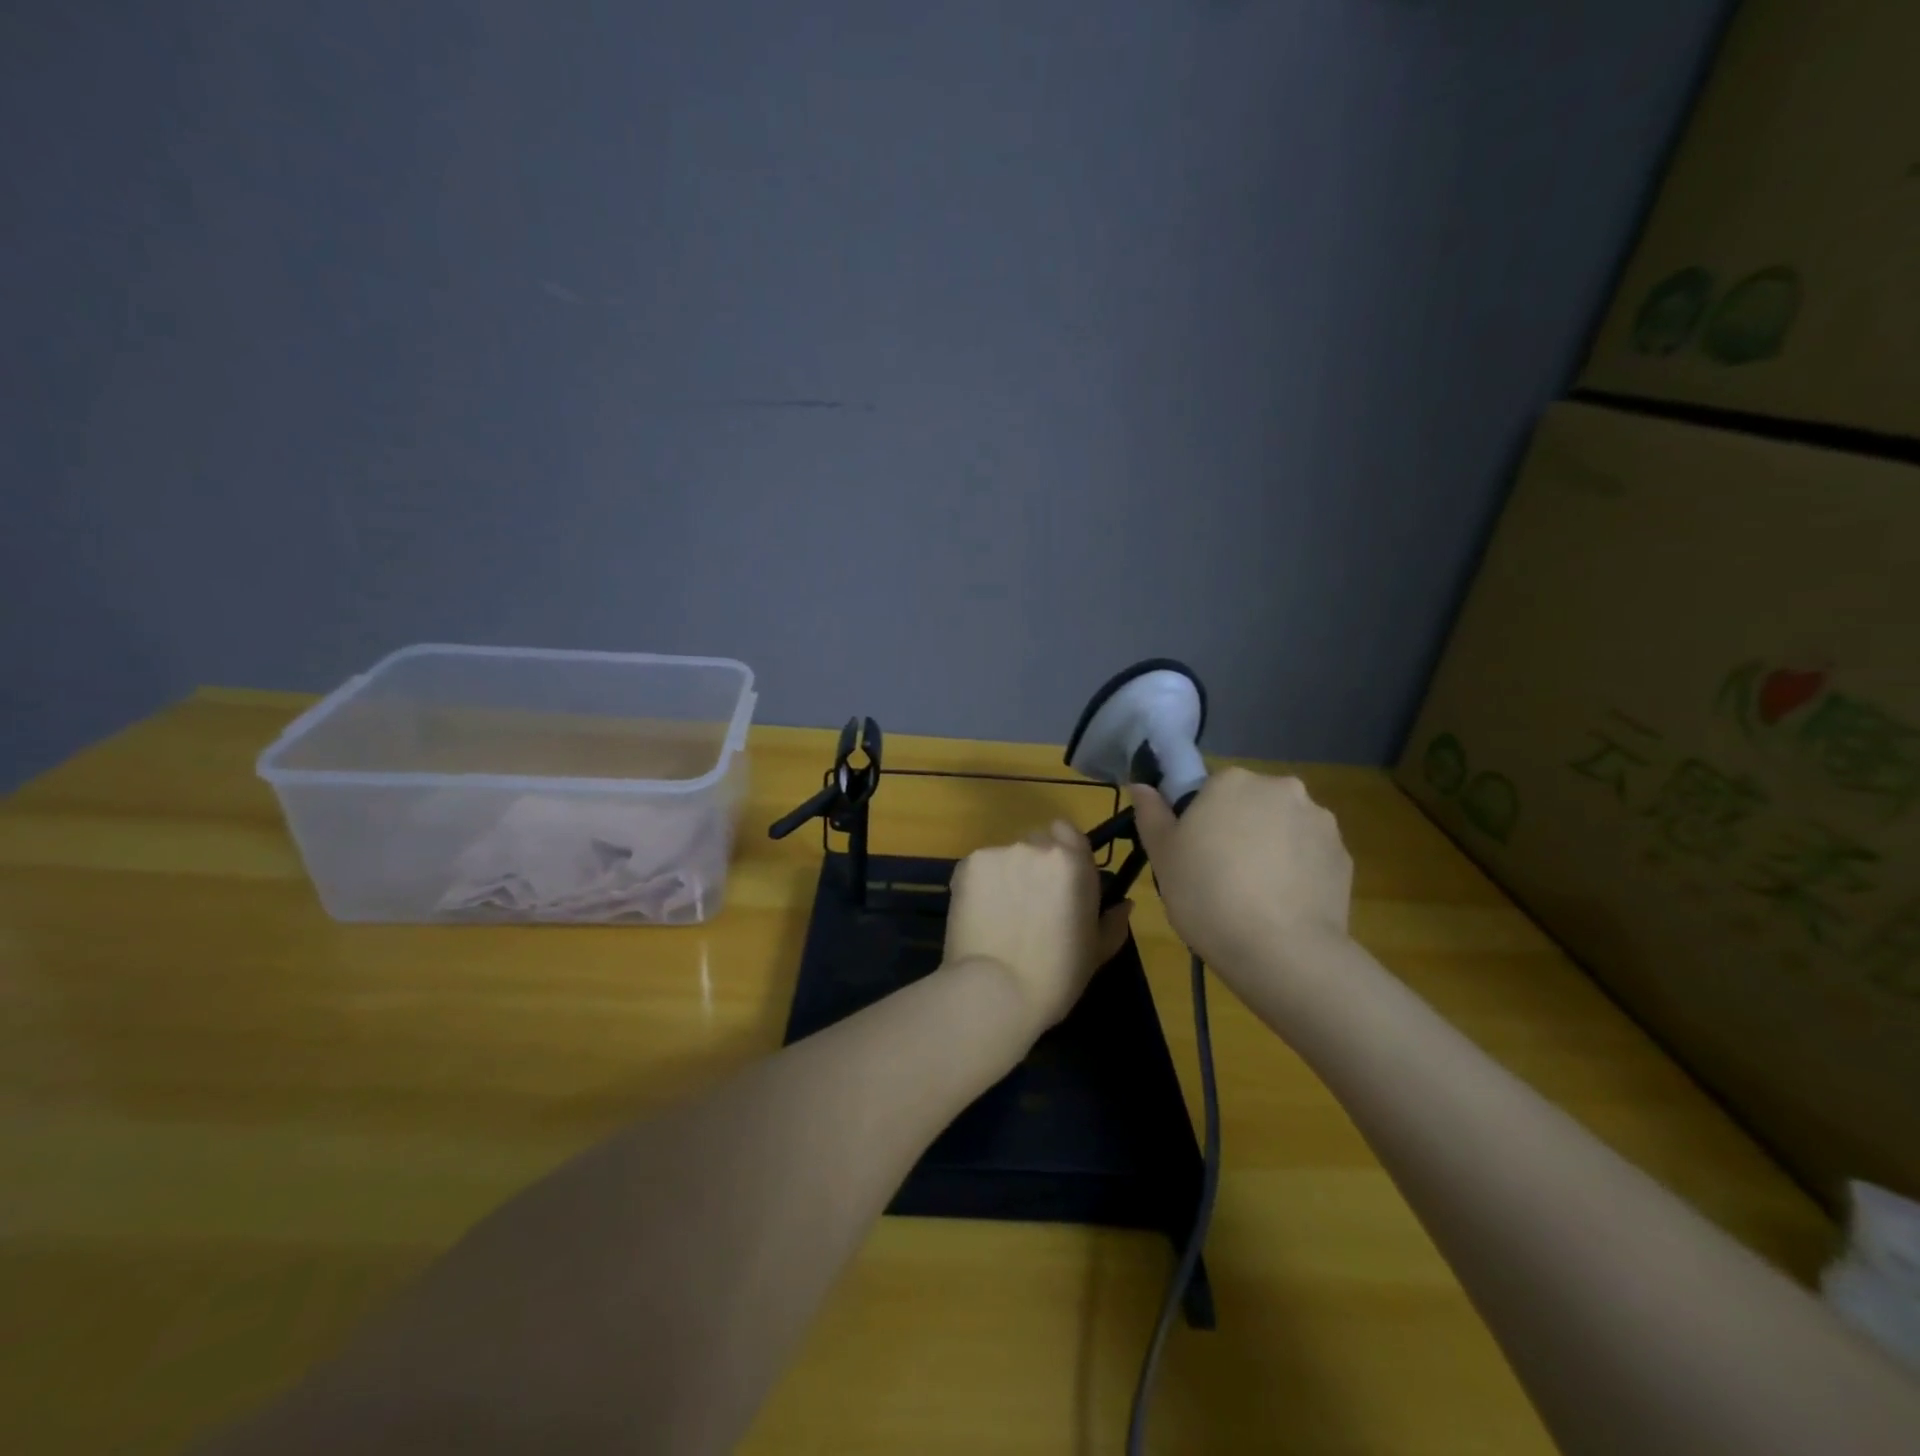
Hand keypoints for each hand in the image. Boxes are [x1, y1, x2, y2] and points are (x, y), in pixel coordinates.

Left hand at [944, 821, 1134, 1030]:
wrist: (996, 990)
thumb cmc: (1057, 976)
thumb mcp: (1097, 952)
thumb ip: (1112, 922)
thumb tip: (1124, 905)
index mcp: (1073, 863)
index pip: (1067, 831)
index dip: (1062, 849)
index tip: (1058, 877)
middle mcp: (1036, 847)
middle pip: (1035, 841)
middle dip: (1034, 864)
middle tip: (1029, 901)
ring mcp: (999, 853)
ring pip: (1005, 856)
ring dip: (1006, 875)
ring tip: (1000, 914)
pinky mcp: (967, 865)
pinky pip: (978, 868)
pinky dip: (980, 885)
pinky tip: (979, 915)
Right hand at [1130, 766, 1352, 978]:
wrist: (1280, 951)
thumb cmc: (1206, 894)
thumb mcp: (1162, 855)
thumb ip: (1151, 813)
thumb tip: (1141, 786)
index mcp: (1232, 780)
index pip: (1209, 789)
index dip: (1199, 821)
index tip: (1193, 854)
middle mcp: (1281, 788)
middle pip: (1250, 803)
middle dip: (1238, 829)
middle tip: (1220, 875)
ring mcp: (1319, 821)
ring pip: (1283, 828)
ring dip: (1270, 848)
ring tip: (1255, 895)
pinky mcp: (1344, 856)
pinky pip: (1309, 856)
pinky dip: (1297, 871)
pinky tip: (1282, 904)